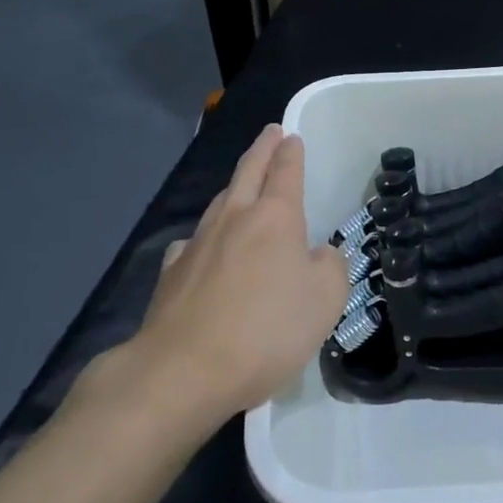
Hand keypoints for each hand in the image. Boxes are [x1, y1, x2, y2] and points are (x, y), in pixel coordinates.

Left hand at [116, 124, 350, 423]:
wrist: (185, 370)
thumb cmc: (267, 331)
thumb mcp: (325, 300)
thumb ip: (330, 267)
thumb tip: (319, 253)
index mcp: (275, 217)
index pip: (285, 171)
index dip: (291, 152)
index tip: (291, 136)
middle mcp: (235, 218)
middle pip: (248, 171)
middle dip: (262, 149)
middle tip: (270, 133)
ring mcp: (198, 243)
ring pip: (220, 201)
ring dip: (235, 186)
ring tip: (242, 183)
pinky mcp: (172, 272)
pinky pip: (194, 241)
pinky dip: (206, 235)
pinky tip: (204, 247)